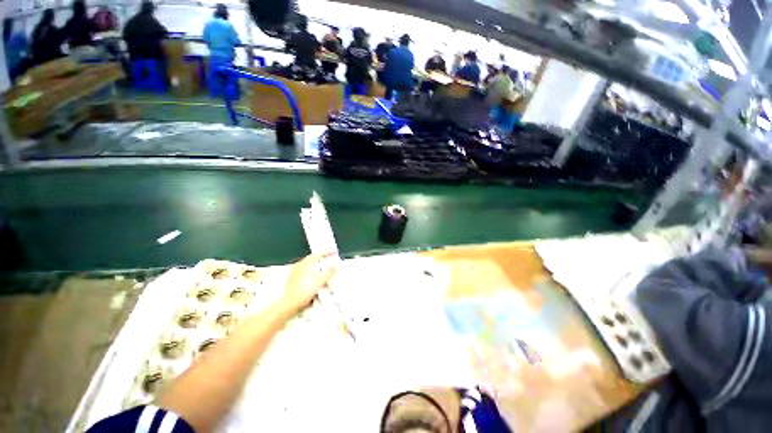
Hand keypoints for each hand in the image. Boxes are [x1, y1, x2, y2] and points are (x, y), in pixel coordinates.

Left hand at [278, 254, 336, 315]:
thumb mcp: (320, 281)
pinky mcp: (293, 280)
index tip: (334, 252)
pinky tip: (315, 278)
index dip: (327, 252)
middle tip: (330, 259)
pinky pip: (305, 272)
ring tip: (324, 269)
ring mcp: (295, 273)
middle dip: (322, 258)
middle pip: (313, 259)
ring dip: (317, 266)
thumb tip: (335, 265)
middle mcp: (299, 266)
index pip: (318, 254)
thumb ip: (329, 272)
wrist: (289, 304)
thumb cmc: (303, 291)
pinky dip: (312, 272)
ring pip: (308, 265)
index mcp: (305, 263)